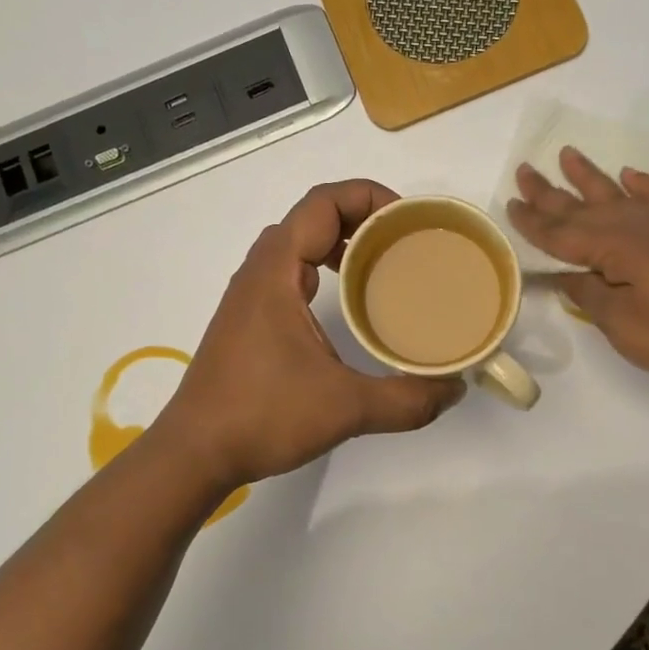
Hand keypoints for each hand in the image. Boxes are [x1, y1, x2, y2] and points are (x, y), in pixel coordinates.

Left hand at [153, 180, 464, 488]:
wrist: (194, 453)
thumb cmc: (262, 416)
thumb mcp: (345, 408)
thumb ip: (406, 400)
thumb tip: (454, 391)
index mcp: (277, 272)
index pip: (322, 204)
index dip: (368, 197)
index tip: (408, 222)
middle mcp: (259, 273)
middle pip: (311, 218)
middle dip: (361, 218)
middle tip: (404, 242)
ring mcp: (249, 297)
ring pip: (297, 246)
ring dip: (340, 244)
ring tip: (383, 266)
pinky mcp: (248, 321)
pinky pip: (289, 273)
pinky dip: (322, 270)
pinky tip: (348, 305)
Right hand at [507, 148, 648, 385]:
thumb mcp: (620, 323)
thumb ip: (589, 294)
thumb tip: (566, 275)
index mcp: (612, 247)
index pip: (560, 233)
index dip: (533, 222)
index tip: (510, 204)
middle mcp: (633, 225)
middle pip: (582, 206)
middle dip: (550, 191)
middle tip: (525, 169)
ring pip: (616, 193)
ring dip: (589, 175)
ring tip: (567, 154)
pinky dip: (642, 184)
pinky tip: (630, 175)